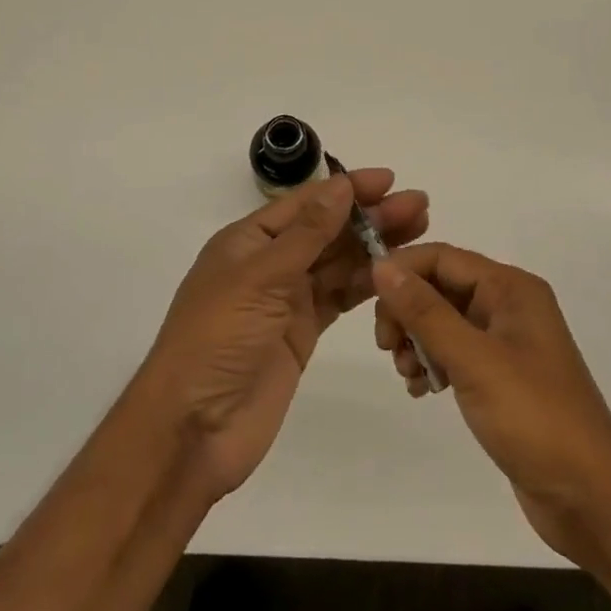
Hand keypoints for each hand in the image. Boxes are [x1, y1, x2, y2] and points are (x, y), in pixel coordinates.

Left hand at [138, 170, 428, 501]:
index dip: (347, 189)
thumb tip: (342, 185)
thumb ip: (307, 234)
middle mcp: (269, 263)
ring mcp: (286, 300)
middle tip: (419, 206)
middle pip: (327, 231)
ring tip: (418, 231)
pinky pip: (339, 298)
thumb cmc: (216, 340)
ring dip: (374, 247)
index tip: (389, 179)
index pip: (306, 204)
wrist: (192, 431)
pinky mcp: (301, 333)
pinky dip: (366, 284)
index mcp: (248, 241)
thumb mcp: (259, 279)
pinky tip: (395, 273)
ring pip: (338, 263)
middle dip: (370, 216)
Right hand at [371, 244, 610, 563]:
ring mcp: (506, 342)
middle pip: (440, 287)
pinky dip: (433, 364)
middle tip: (386, 346)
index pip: (442, 257)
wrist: (591, 499)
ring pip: (444, 321)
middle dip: (407, 310)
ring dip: (417, 340)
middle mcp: (508, 305)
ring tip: (406, 374)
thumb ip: (425, 311)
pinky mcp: (501, 377)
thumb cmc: (534, 418)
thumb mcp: (474, 360)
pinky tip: (421, 390)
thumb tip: (381, 266)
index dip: (401, 270)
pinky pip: (455, 352)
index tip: (364, 295)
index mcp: (510, 288)